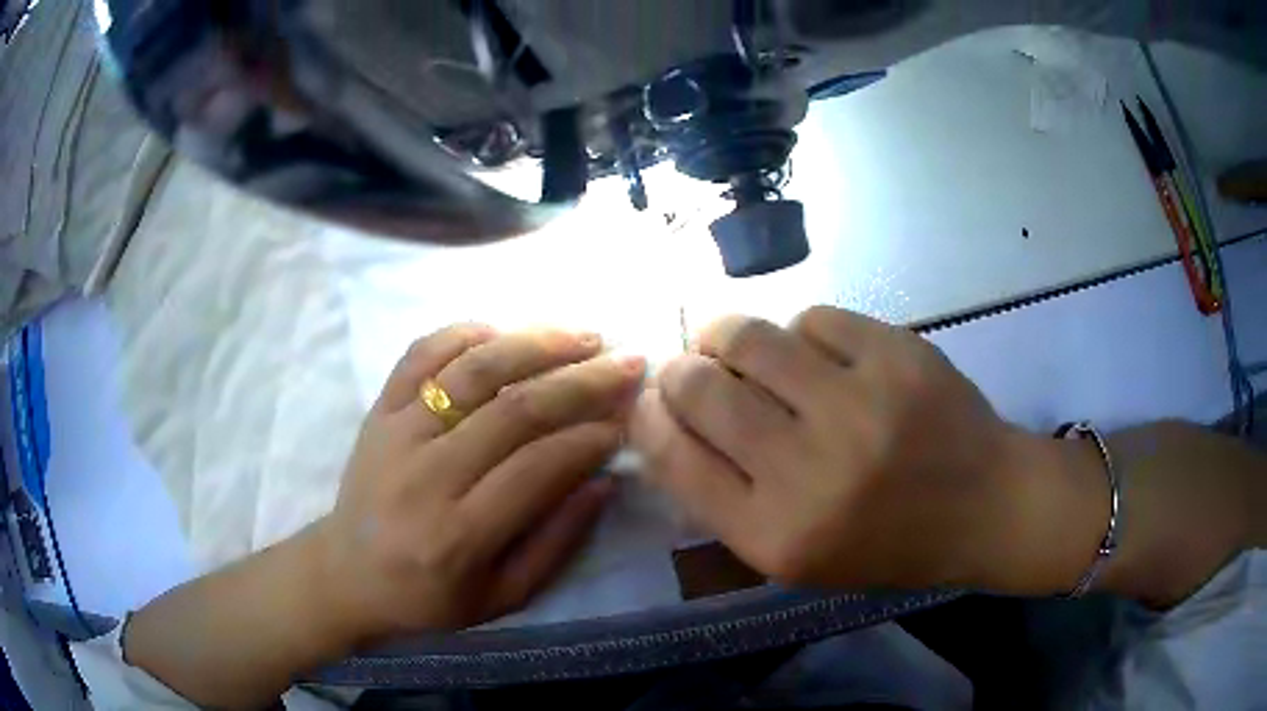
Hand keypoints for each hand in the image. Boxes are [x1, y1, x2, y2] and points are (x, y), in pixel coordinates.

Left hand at [316, 324, 644, 643]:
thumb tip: (604, 481)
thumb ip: (555, 544)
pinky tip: (502, 331)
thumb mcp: (502, 597)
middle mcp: (425, 476)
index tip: (626, 420)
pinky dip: (463, 333)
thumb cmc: (428, 599)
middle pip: (513, 410)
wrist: (347, 575)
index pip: (537, 467)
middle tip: (627, 363)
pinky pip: (420, 355)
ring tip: (582, 335)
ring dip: (534, 344)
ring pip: (472, 371)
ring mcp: (396, 434)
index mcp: (458, 535)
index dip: (590, 438)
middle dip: (581, 382)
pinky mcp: (377, 411)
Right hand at [630, 306, 1044, 591]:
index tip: (650, 401)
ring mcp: (857, 404)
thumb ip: (729, 500)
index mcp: (776, 536)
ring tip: (731, 341)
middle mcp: (809, 471)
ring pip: (750, 337)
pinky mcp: (895, 353)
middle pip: (701, 389)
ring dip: (725, 334)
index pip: (675, 459)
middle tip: (688, 366)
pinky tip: (815, 352)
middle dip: (680, 370)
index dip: (649, 419)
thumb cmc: (890, 544)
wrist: (986, 506)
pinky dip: (800, 332)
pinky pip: (813, 319)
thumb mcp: (799, 556)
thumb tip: (672, 423)